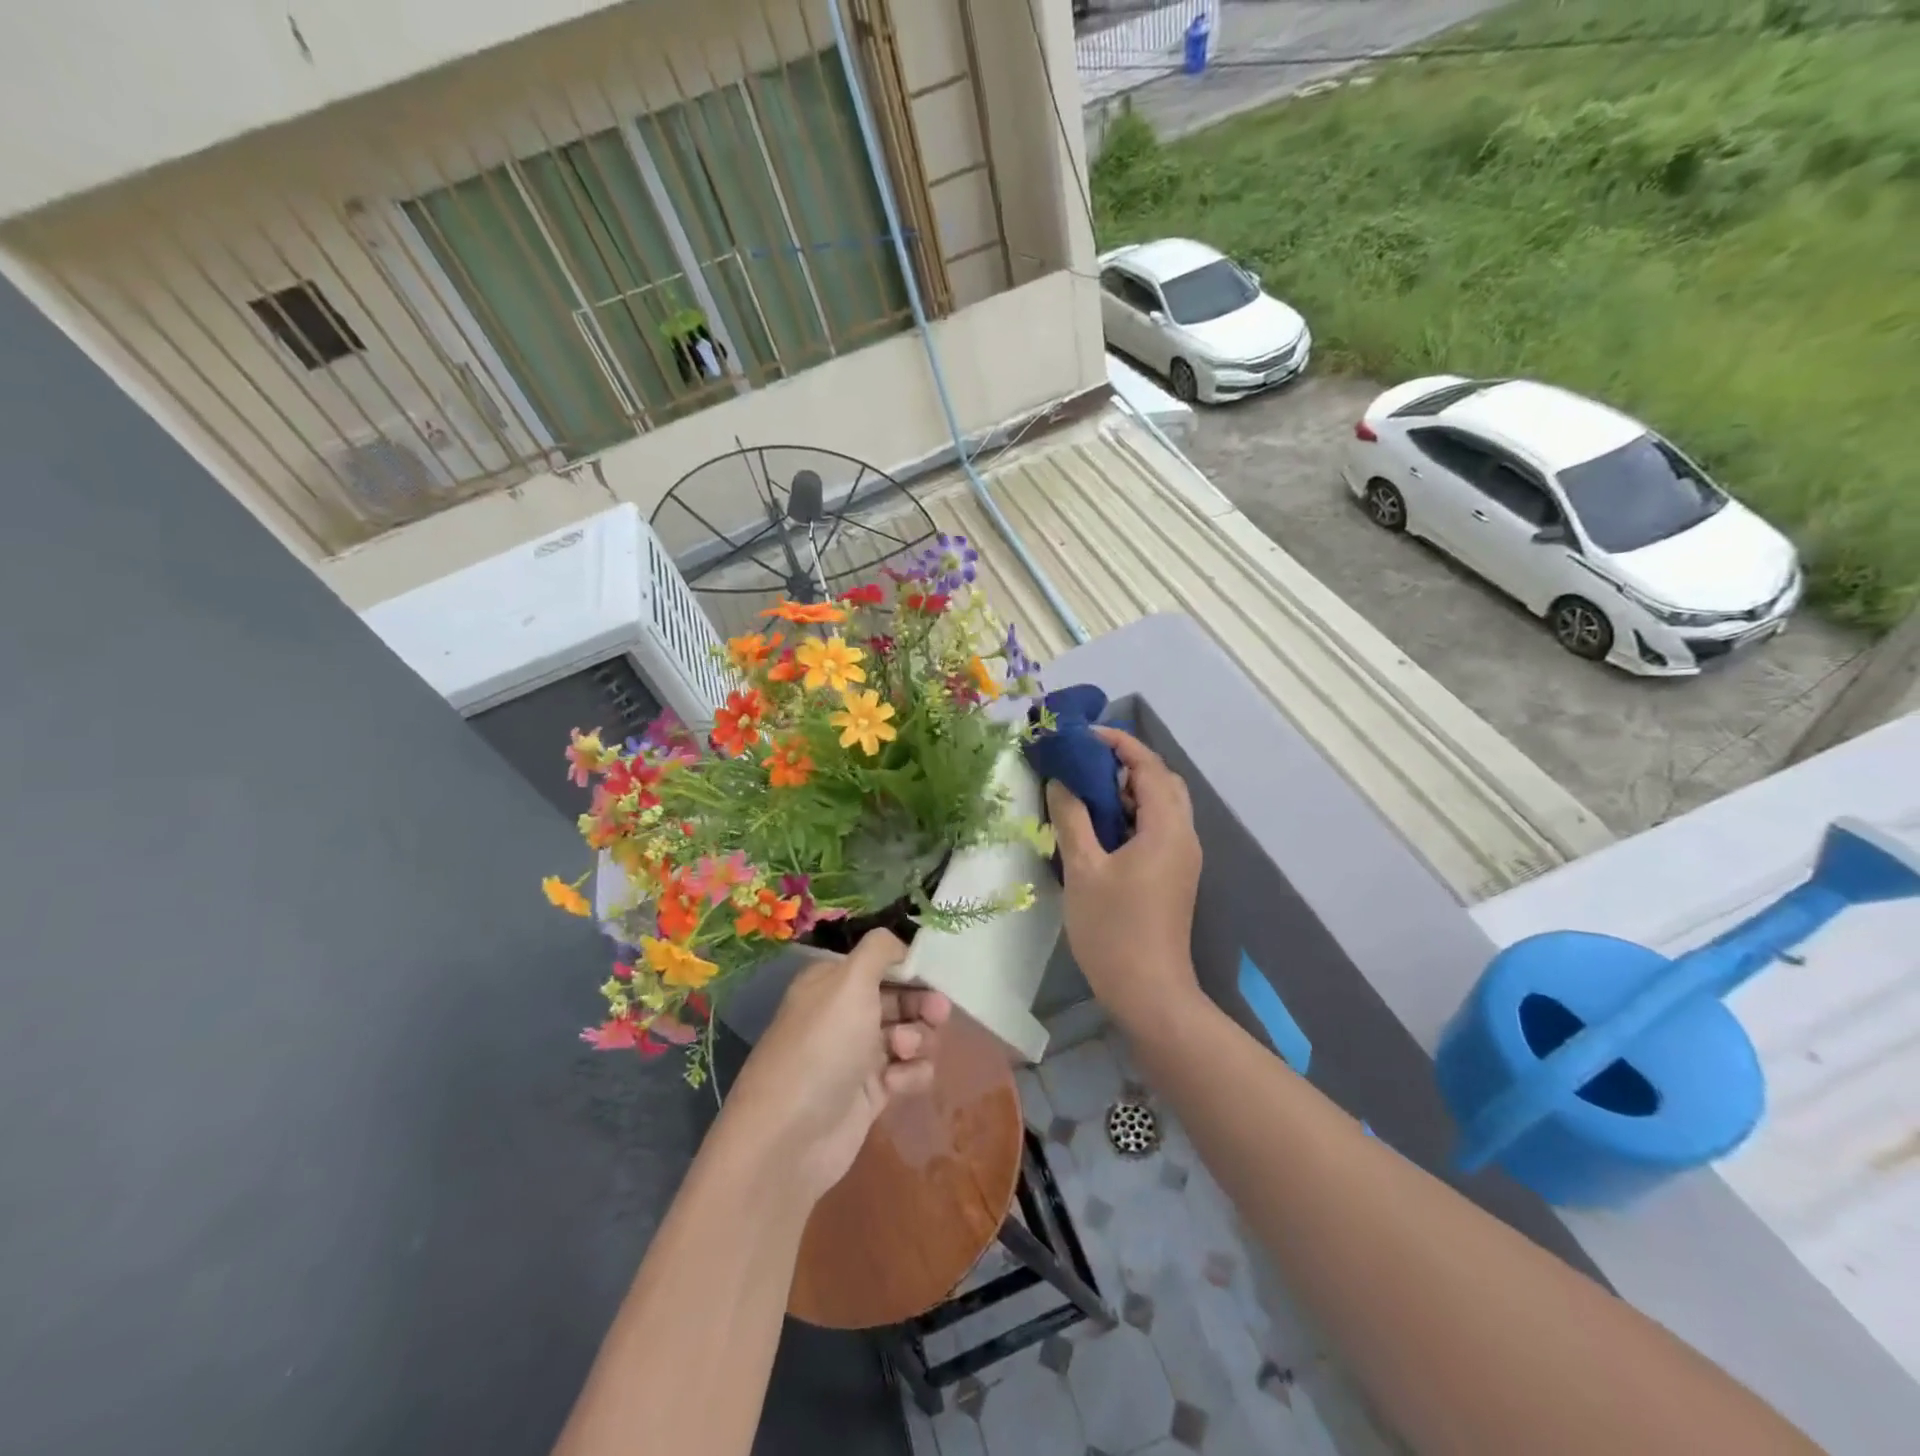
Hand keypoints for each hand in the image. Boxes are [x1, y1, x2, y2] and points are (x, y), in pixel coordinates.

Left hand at [719, 930, 950, 1205]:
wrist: (791, 1137)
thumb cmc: (823, 1046)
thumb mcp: (849, 981)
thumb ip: (879, 950)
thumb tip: (901, 944)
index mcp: (832, 982)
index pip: (880, 962)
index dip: (910, 967)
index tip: (935, 973)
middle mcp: (844, 1014)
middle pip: (899, 997)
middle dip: (921, 1004)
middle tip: (938, 1014)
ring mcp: (857, 1055)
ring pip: (908, 1034)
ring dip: (918, 1040)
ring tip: (905, 1053)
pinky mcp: (872, 1093)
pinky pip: (907, 1072)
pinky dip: (911, 1074)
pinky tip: (899, 1084)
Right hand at [1046, 727, 1202, 1031]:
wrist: (1149, 992)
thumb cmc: (1113, 929)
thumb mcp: (1083, 869)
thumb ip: (1071, 818)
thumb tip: (1061, 780)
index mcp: (1166, 828)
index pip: (1149, 766)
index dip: (1118, 743)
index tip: (1083, 736)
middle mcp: (1183, 835)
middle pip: (1163, 781)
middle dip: (1127, 764)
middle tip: (1085, 766)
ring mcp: (1183, 857)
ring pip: (1162, 806)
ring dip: (1130, 791)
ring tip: (1088, 793)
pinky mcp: (1176, 875)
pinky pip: (1158, 828)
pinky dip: (1133, 815)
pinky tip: (1102, 828)